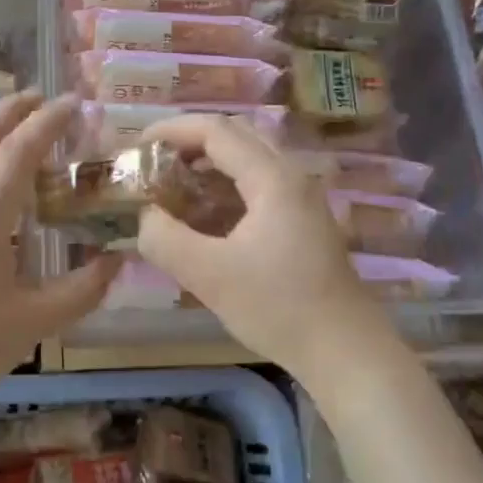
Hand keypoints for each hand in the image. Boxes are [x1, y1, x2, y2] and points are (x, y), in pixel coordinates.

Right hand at [137, 114, 384, 379]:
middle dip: (188, 141)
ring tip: (171, 185)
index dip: (172, 130)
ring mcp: (301, 197)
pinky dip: (224, 185)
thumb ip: (165, 239)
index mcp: (272, 178)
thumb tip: (145, 215)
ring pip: (248, 158)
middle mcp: (290, 176)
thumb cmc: (278, 308)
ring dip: (207, 163)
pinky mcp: (302, 219)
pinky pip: (257, 182)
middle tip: (153, 162)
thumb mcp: (209, 276)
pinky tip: (204, 214)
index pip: (216, 130)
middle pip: (234, 135)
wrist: (345, 351)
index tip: (137, 146)